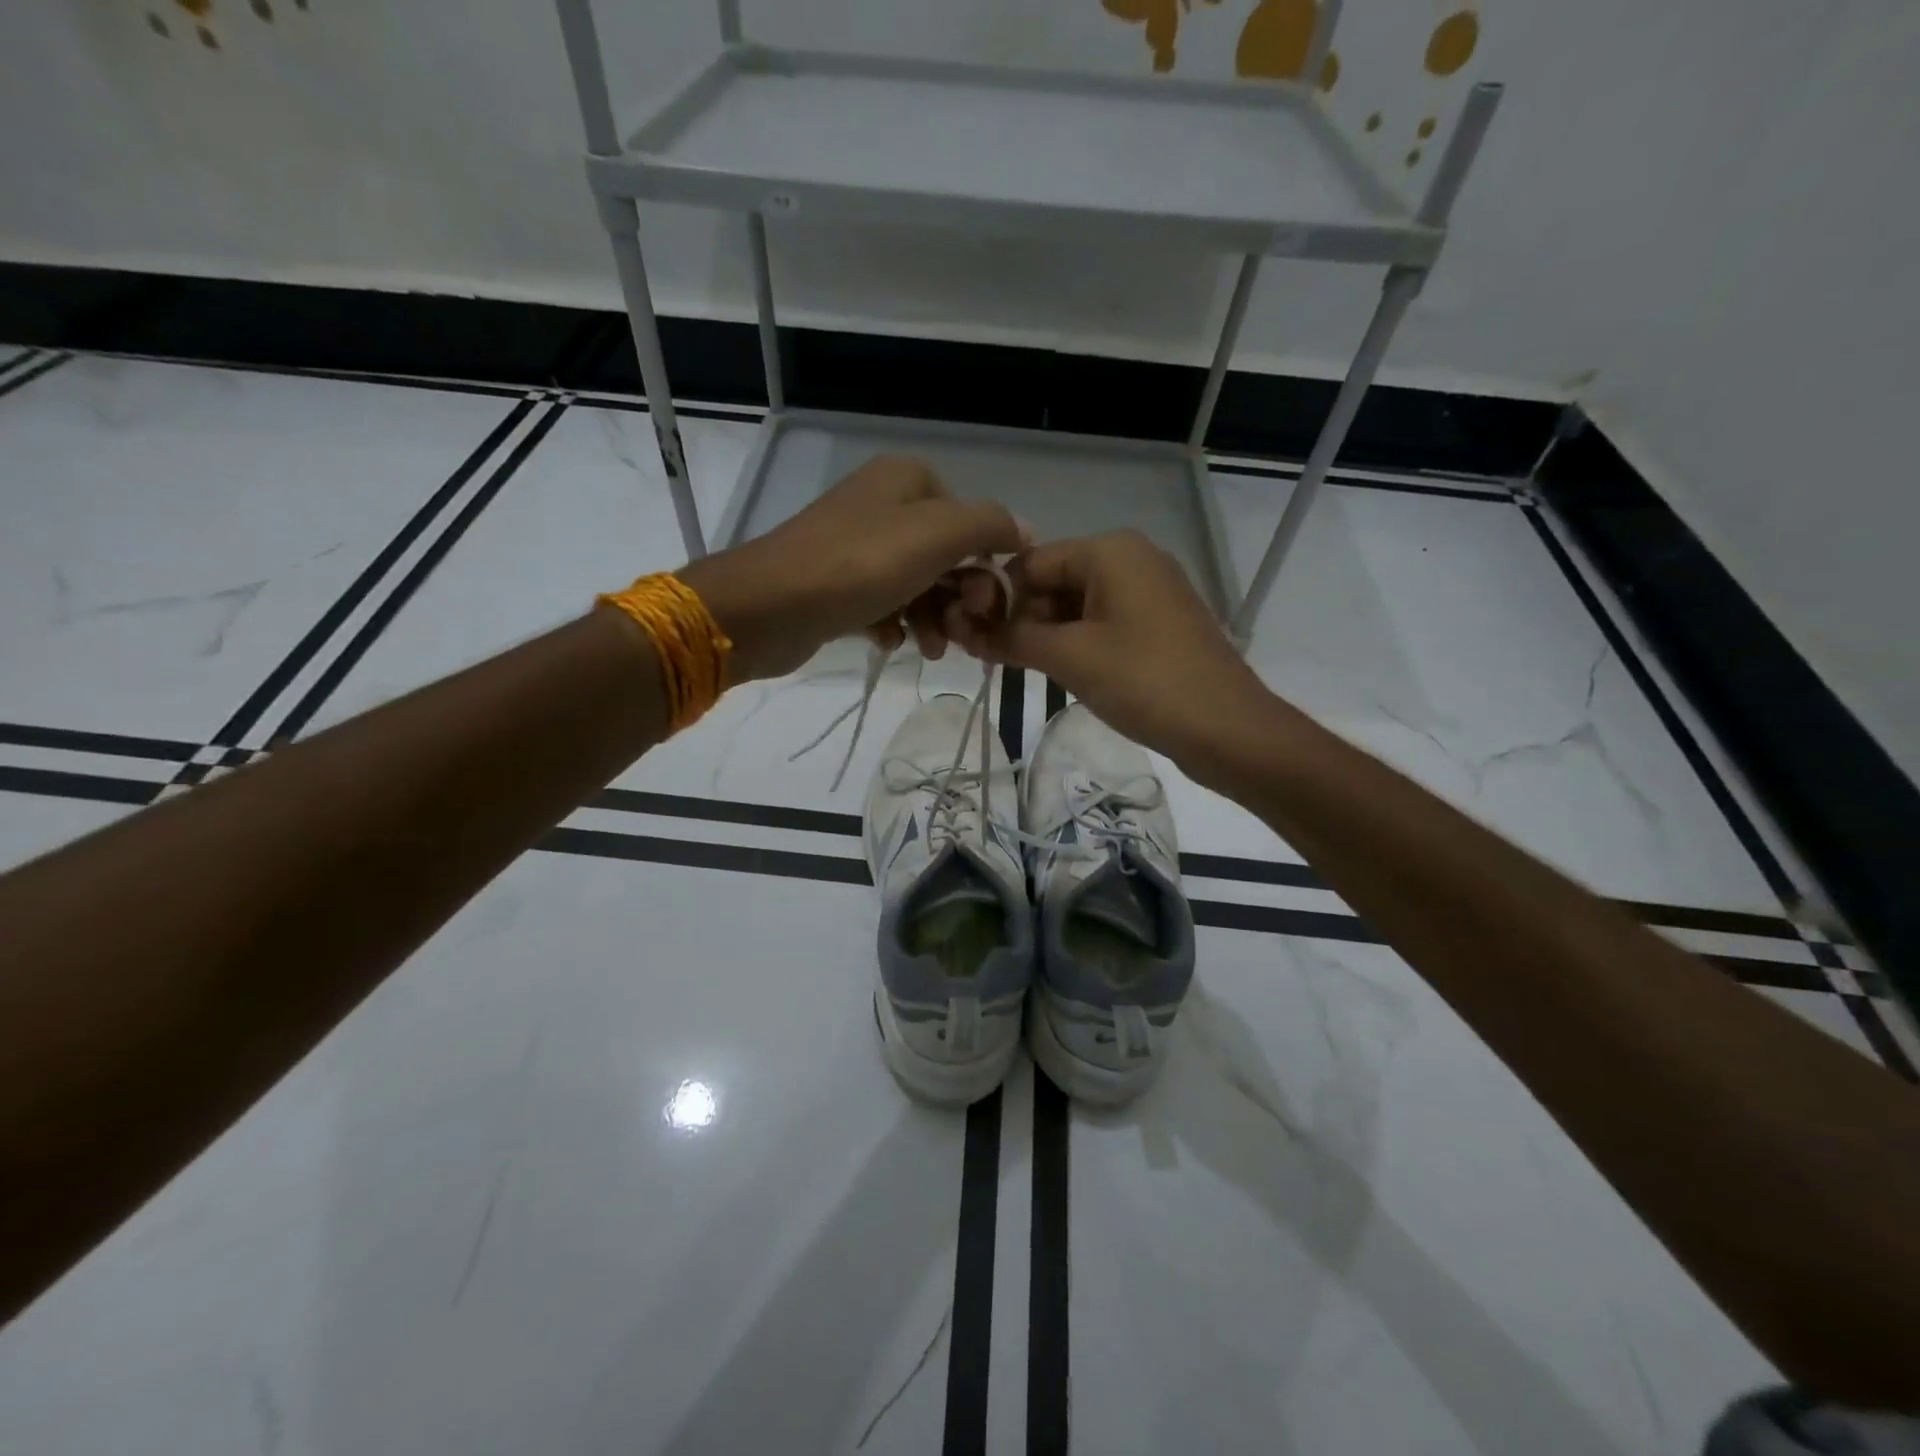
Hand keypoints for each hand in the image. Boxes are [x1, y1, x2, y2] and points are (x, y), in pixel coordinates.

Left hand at [678, 455, 1024, 682]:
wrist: (769, 607)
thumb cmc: (860, 565)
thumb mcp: (938, 535)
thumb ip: (989, 525)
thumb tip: (1025, 529)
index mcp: (907, 480)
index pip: (970, 521)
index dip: (985, 565)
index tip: (986, 605)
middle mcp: (882, 505)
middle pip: (944, 556)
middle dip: (958, 599)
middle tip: (962, 635)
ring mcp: (855, 545)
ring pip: (916, 584)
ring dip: (931, 619)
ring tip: (928, 650)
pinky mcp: (835, 583)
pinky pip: (882, 603)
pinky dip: (894, 624)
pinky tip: (890, 642)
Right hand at [951, 530, 1275, 769]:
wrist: (1227, 729)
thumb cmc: (1145, 682)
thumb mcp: (1070, 658)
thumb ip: (1012, 638)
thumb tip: (963, 628)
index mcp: (1110, 551)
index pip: (1030, 563)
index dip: (995, 598)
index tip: (968, 637)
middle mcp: (1131, 559)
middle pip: (1053, 581)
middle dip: (1020, 618)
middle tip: (992, 660)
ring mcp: (1148, 592)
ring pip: (1075, 605)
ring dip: (1045, 635)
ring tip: (1020, 670)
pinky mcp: (1157, 623)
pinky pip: (1102, 623)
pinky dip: (1075, 644)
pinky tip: (1060, 672)